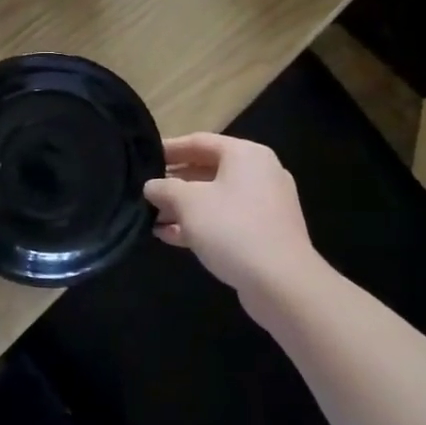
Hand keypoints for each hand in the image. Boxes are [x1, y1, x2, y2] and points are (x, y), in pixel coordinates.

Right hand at [143, 134, 326, 312]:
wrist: (282, 283)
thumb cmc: (231, 228)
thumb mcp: (188, 202)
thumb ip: (164, 188)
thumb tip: (151, 186)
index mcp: (245, 155)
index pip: (199, 142)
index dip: (168, 149)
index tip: (143, 158)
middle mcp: (260, 173)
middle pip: (207, 170)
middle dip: (174, 183)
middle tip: (145, 191)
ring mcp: (265, 205)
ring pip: (216, 198)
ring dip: (183, 207)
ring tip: (152, 217)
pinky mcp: (265, 234)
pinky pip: (226, 220)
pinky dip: (200, 225)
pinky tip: (170, 236)